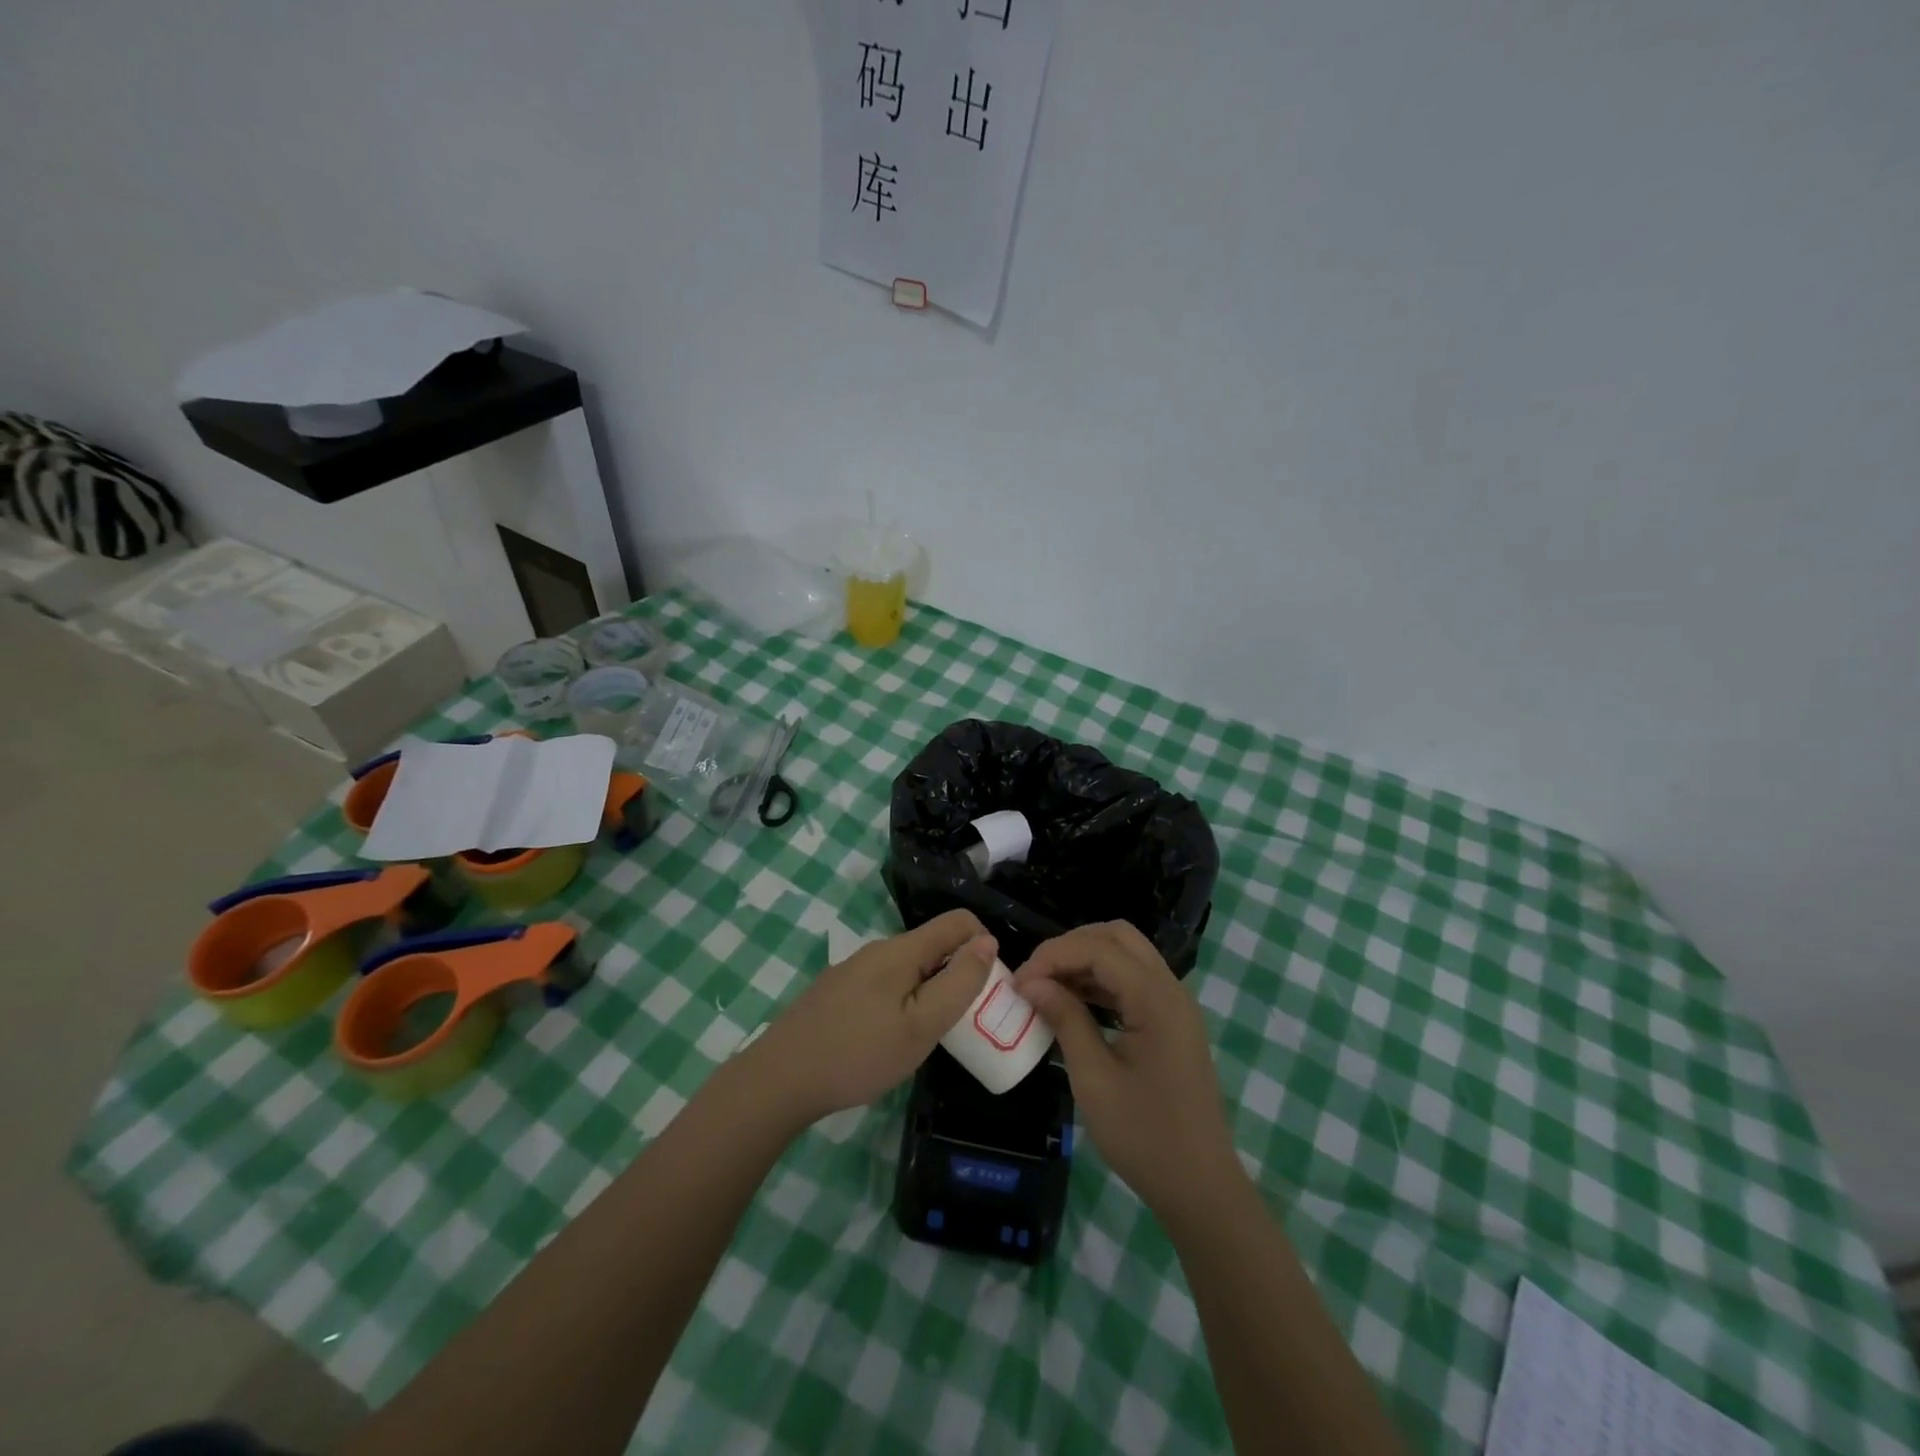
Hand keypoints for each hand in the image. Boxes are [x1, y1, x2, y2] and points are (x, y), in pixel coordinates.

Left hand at [743, 910, 996, 1126]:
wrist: (780, 1079)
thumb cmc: (858, 1054)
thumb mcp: (922, 1026)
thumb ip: (959, 982)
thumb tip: (987, 941)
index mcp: (902, 950)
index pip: (958, 921)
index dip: (984, 945)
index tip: (988, 988)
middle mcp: (878, 949)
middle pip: (933, 944)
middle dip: (958, 972)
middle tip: (962, 1022)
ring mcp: (854, 969)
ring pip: (909, 967)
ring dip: (930, 990)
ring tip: (928, 1036)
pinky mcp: (838, 990)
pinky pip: (886, 983)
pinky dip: (903, 1000)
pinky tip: (890, 1039)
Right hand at [1014, 922, 1242, 1223]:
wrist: (1201, 1188)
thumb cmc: (1145, 1137)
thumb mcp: (1094, 1078)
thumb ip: (1065, 1019)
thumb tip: (1030, 982)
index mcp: (1157, 1000)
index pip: (1099, 948)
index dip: (1054, 955)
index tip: (1018, 982)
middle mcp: (1171, 989)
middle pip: (1118, 937)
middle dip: (1071, 946)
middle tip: (1036, 975)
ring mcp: (1175, 1005)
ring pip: (1127, 954)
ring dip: (1086, 960)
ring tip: (1047, 987)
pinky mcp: (1172, 1022)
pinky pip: (1134, 980)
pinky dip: (1102, 980)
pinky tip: (1073, 1002)